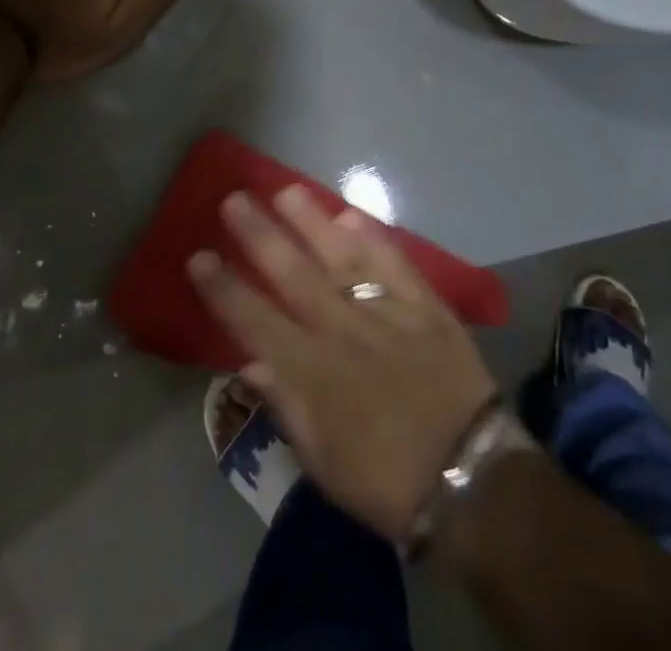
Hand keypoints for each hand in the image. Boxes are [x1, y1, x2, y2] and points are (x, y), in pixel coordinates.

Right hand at [189, 187, 498, 542]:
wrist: (472, 480)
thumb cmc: (387, 480)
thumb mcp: (323, 464)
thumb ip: (286, 406)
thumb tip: (251, 363)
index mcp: (314, 374)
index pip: (255, 321)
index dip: (224, 288)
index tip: (199, 256)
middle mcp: (343, 332)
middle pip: (293, 274)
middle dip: (259, 235)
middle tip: (234, 199)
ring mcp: (386, 313)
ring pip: (341, 257)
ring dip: (311, 221)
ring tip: (286, 190)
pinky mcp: (426, 307)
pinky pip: (394, 263)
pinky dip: (373, 238)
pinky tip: (352, 215)